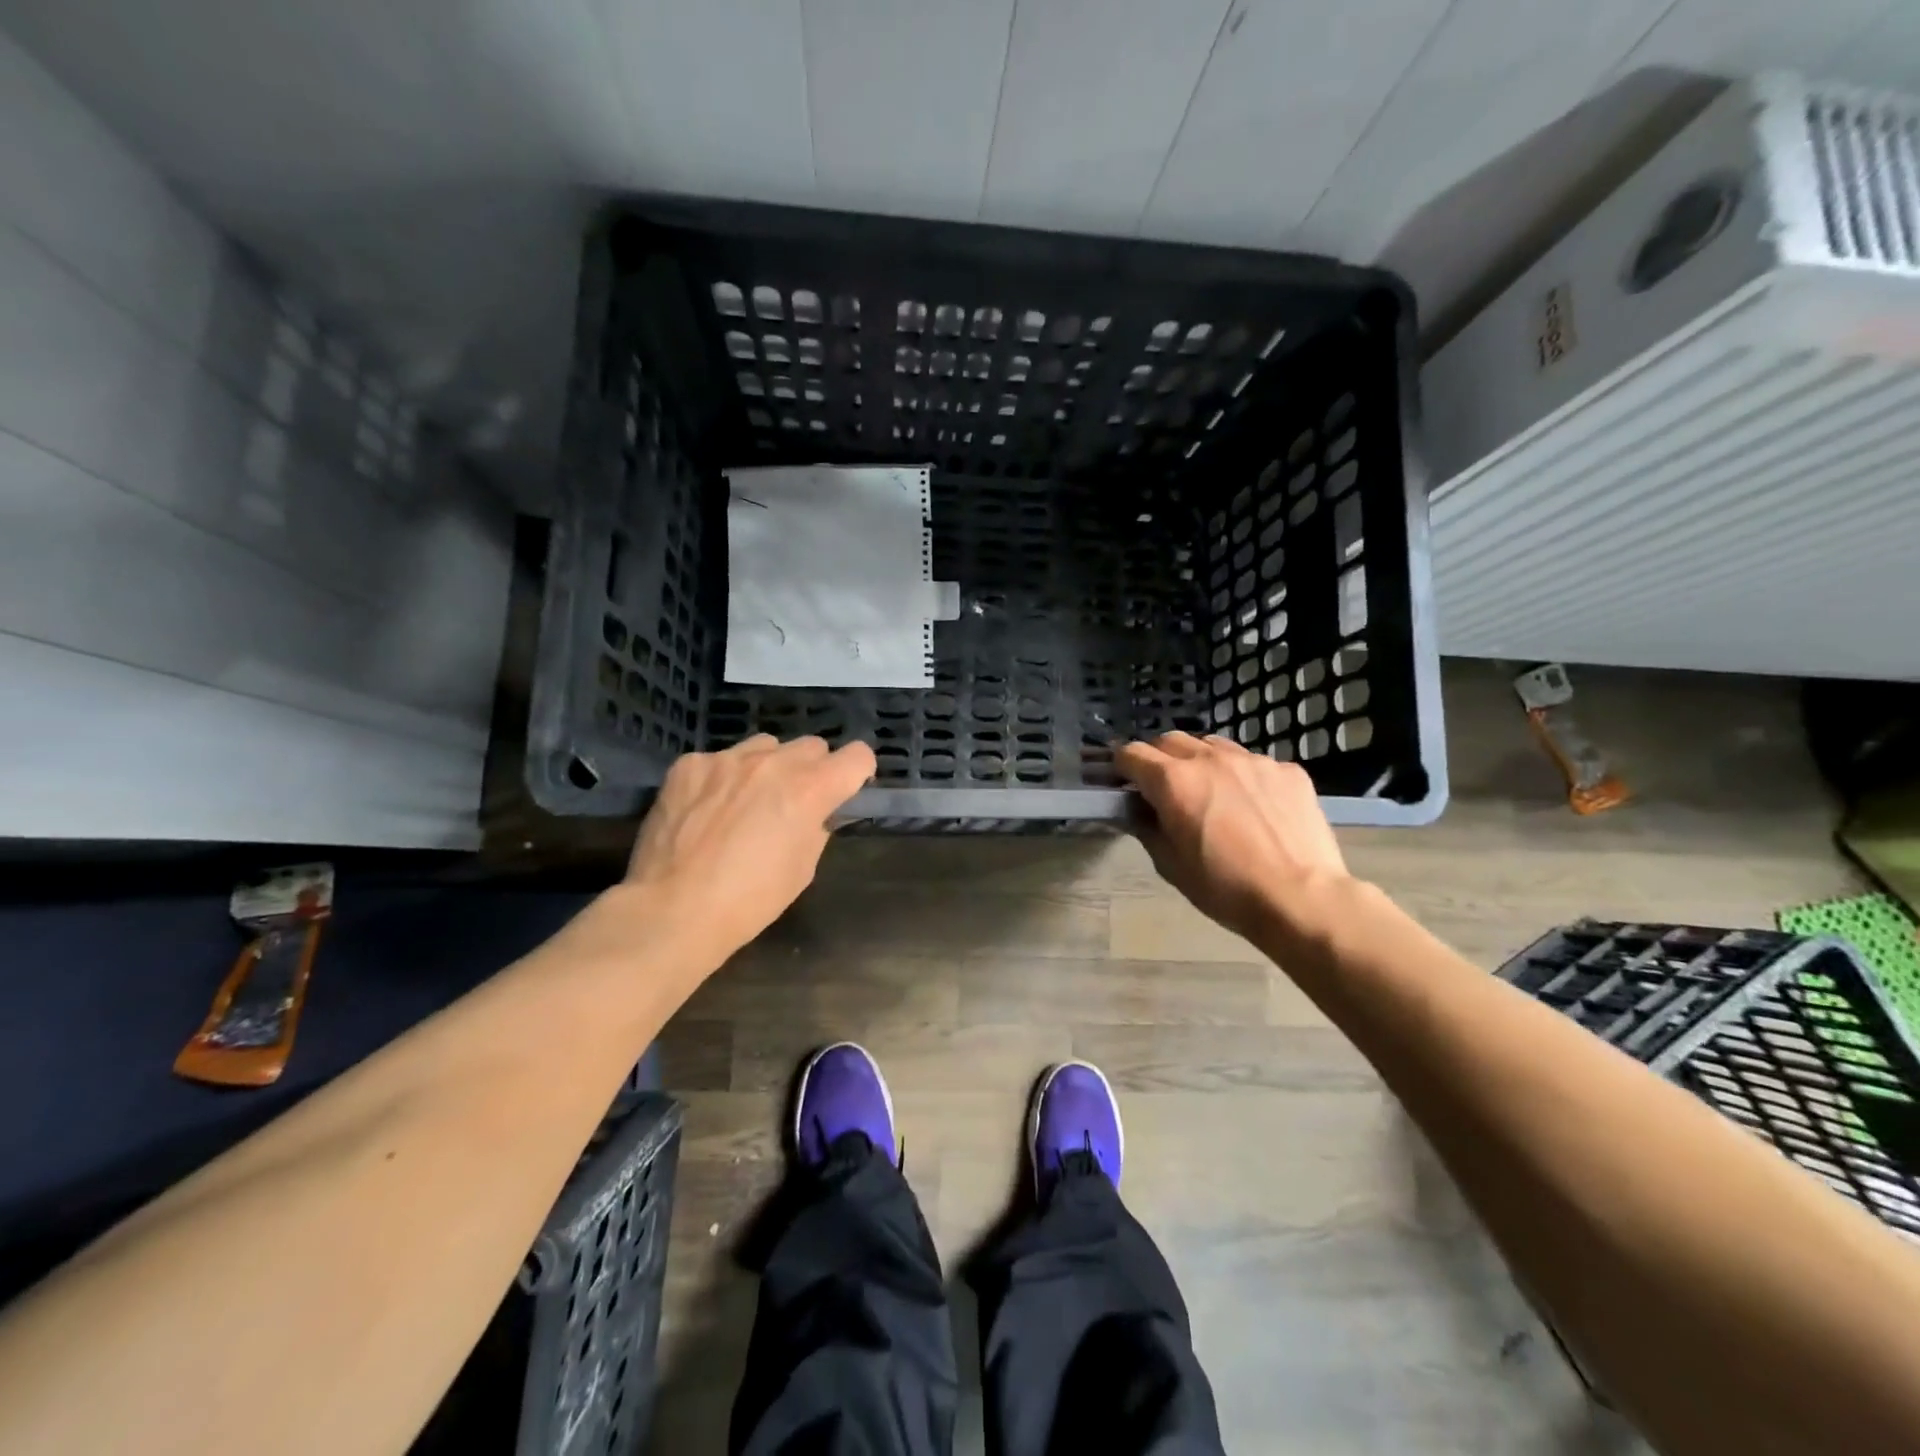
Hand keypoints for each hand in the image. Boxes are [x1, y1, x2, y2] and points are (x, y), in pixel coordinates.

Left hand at [623, 735, 874, 958]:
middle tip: (794, 802)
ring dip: (768, 767)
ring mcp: (727, 759)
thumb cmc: (750, 901)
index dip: (857, 773)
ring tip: (747, 800)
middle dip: (811, 770)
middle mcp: (773, 763)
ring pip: (766, 746)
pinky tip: (706, 809)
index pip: (858, 756)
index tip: (845, 790)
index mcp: (810, 790)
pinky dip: (723, 778)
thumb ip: (817, 827)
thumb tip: (817, 812)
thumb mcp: (803, 868)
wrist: (673, 910)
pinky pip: (720, 760)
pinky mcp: (689, 765)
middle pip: (812, 746)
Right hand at [1116, 732, 1348, 942]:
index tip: (1123, 782)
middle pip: (1170, 740)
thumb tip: (1139, 811)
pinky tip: (1253, 806)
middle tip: (1161, 786)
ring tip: (1208, 790)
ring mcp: (1253, 760)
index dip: (1122, 766)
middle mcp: (1210, 759)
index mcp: (1173, 781)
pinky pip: (1253, 763)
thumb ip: (1148, 828)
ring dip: (1199, 760)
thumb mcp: (1171, 865)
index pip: (1132, 753)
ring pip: (1212, 745)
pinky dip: (1241, 776)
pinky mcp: (1287, 770)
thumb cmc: (1225, 888)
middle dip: (1158, 758)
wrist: (1301, 898)